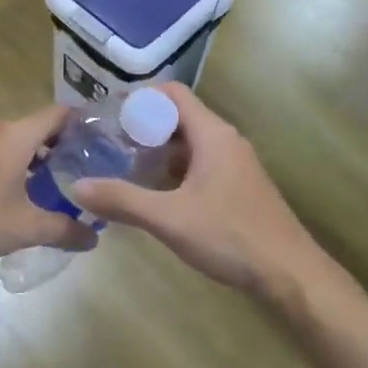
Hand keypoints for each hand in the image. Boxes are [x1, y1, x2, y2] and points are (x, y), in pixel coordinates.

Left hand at [0, 107, 96, 276]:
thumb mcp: (26, 229)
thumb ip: (65, 230)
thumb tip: (94, 237)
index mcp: (14, 136)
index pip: (57, 114)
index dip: (81, 123)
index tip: (102, 141)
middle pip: (36, 127)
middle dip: (60, 146)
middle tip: (82, 170)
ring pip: (12, 141)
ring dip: (33, 158)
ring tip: (52, 185)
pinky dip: (10, 165)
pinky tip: (14, 195)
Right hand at [66, 84, 315, 297]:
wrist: (290, 273)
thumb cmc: (230, 236)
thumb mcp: (169, 218)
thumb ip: (123, 200)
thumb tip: (77, 187)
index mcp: (213, 135)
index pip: (173, 94)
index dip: (139, 98)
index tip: (108, 115)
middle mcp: (226, 140)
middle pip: (180, 117)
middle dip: (144, 127)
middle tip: (109, 145)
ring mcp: (236, 164)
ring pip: (191, 143)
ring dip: (159, 151)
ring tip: (125, 167)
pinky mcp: (240, 186)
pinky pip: (202, 163)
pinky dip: (176, 170)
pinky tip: (157, 194)